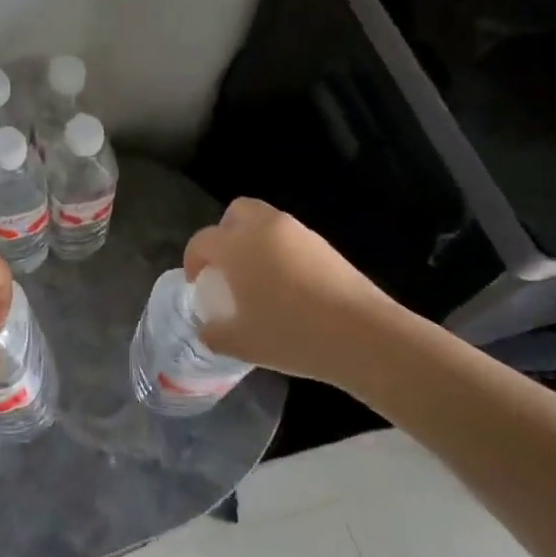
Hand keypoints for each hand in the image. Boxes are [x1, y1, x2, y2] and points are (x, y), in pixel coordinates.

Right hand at [183, 197, 408, 385]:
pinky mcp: (324, 245)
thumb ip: (215, 334)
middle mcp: (264, 228)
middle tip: (226, 266)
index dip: (193, 260)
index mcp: (236, 246)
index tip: (197, 283)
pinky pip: (290, 238)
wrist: (363, 335)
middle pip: (235, 213)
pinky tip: (288, 287)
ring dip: (254, 241)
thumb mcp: (242, 344)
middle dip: (224, 234)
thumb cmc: (292, 334)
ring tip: (258, 279)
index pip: (202, 241)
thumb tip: (207, 329)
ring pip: (265, 222)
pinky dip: (281, 252)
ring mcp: (298, 233)